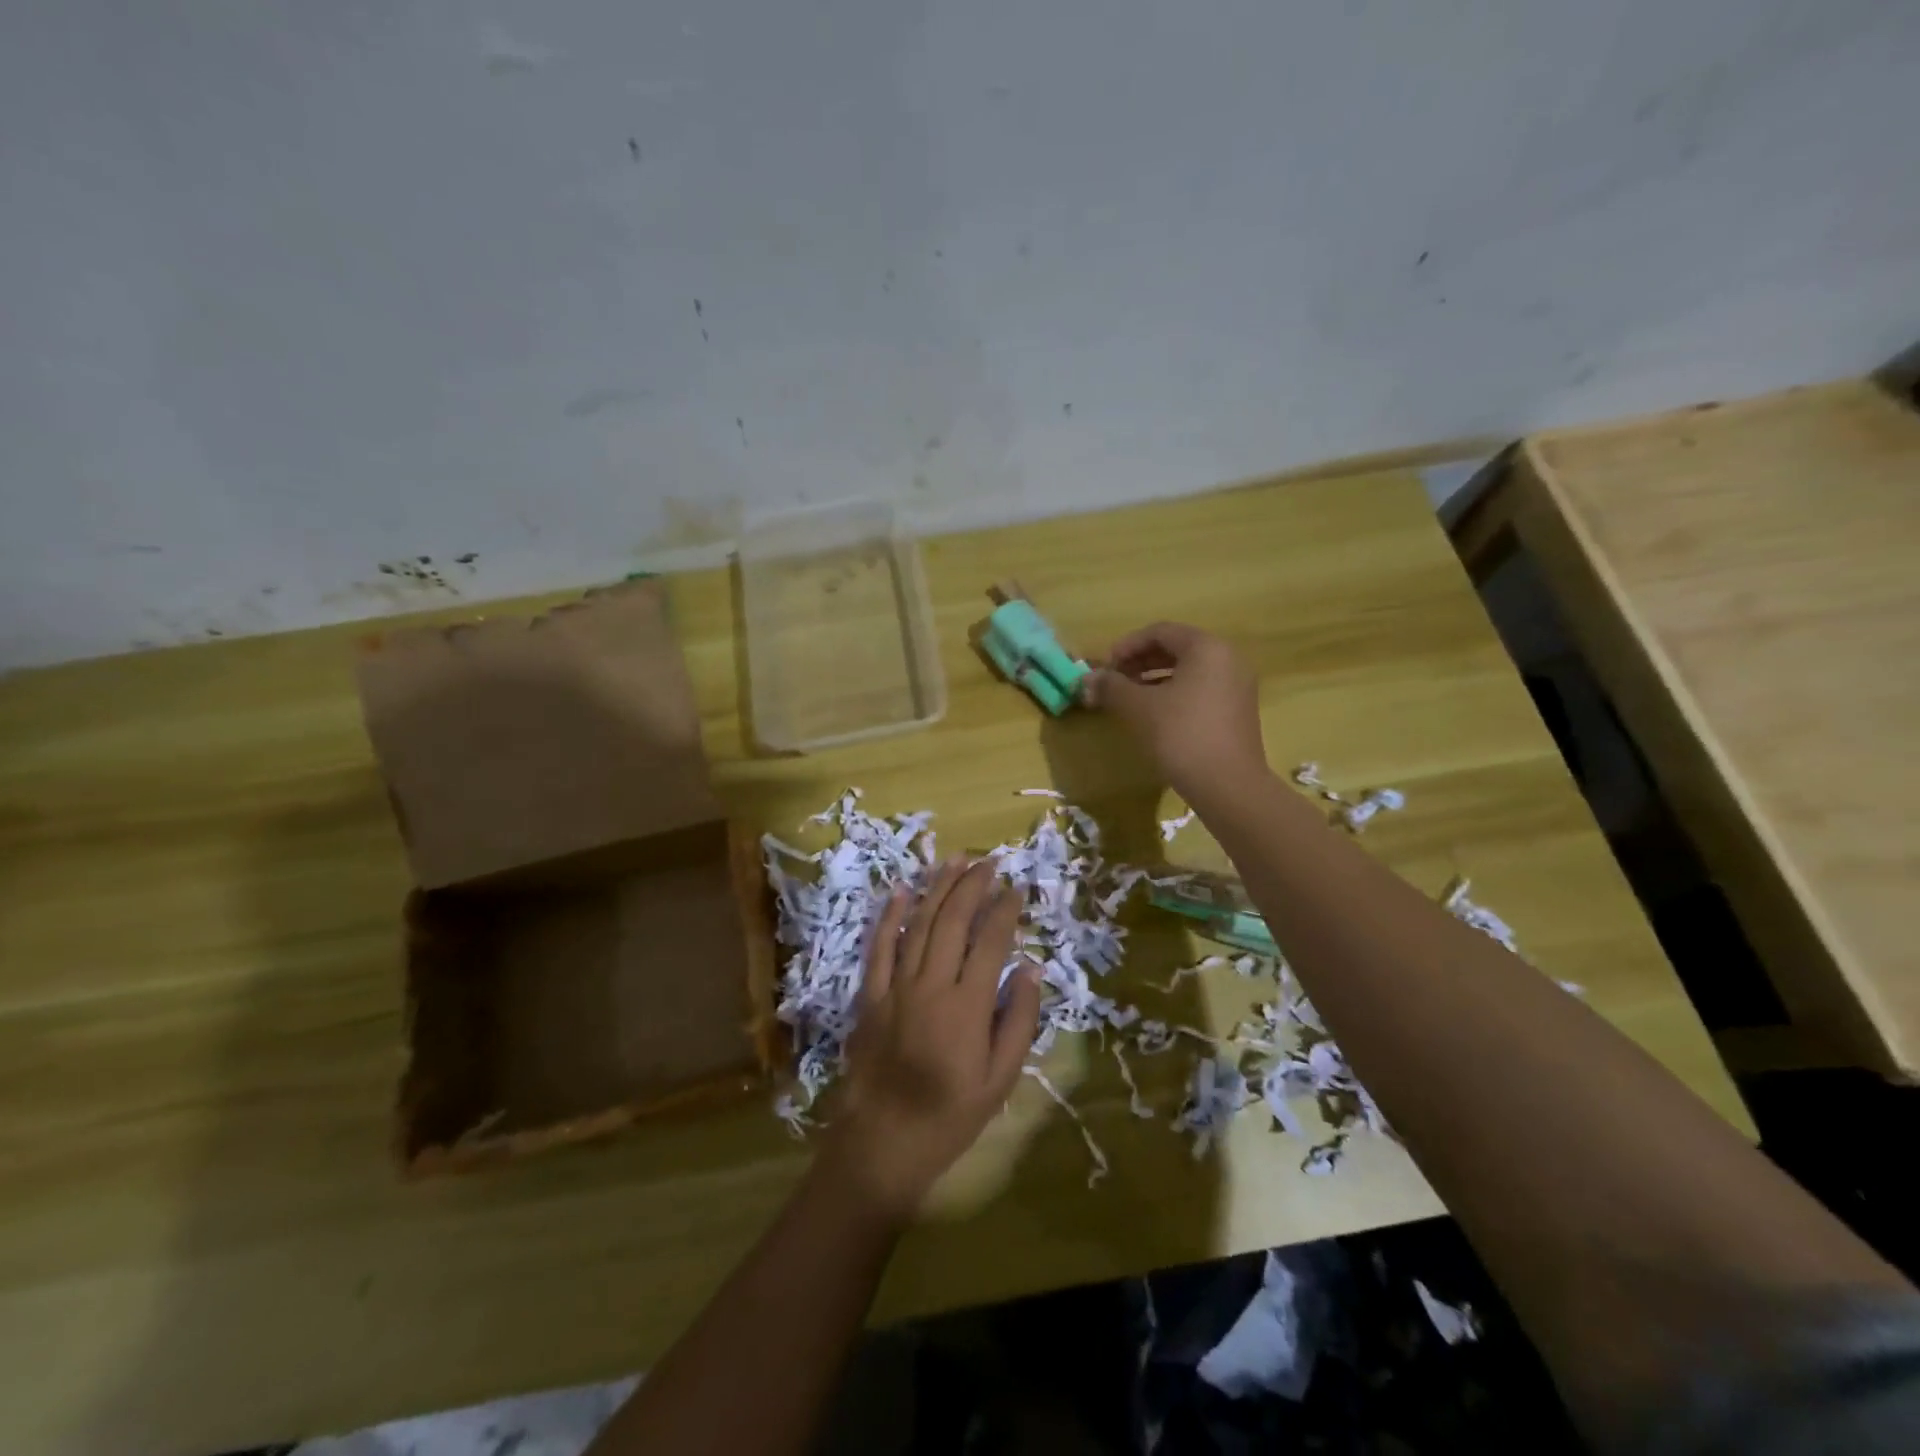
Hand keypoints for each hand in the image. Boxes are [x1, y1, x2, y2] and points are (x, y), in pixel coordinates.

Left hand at [823, 858, 1042, 1223]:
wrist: (884, 1141)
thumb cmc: (951, 1115)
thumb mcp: (1000, 1079)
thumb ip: (1018, 1021)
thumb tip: (1029, 969)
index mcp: (967, 1006)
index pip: (990, 941)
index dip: (1005, 910)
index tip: (1017, 888)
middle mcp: (931, 985)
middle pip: (952, 921)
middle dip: (972, 886)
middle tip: (989, 862)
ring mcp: (896, 987)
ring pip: (918, 924)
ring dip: (937, 889)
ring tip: (954, 861)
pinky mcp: (870, 995)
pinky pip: (879, 947)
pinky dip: (889, 916)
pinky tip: (900, 890)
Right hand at [1081, 622, 1268, 803]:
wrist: (1228, 785)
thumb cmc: (1181, 735)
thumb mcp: (1138, 708)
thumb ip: (1110, 687)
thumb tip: (1086, 680)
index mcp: (1206, 648)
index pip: (1160, 632)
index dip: (1126, 646)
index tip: (1105, 668)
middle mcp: (1227, 659)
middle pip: (1176, 649)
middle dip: (1139, 663)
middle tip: (1114, 683)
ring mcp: (1237, 686)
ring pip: (1188, 672)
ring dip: (1154, 680)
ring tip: (1129, 700)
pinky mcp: (1237, 712)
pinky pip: (1200, 690)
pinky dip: (1173, 695)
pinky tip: (1154, 717)